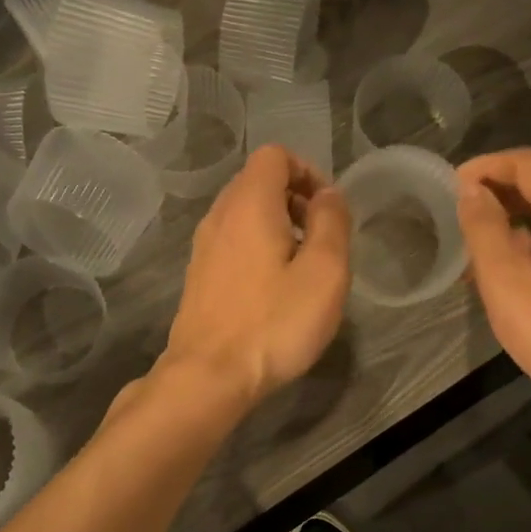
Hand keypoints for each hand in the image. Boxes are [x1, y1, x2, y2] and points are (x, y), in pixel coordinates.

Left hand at [160, 144, 350, 412]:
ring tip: (302, 268)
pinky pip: (232, 243)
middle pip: (257, 182)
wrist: (209, 376)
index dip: (308, 171)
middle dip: (295, 200)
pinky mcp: (198, 277)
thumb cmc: (274, 322)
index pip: (275, 155)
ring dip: (278, 227)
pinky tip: (273, 290)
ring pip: (244, 215)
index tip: (328, 210)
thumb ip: (332, 222)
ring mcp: (203, 247)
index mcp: (249, 203)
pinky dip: (257, 249)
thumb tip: (328, 194)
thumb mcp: (324, 271)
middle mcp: (219, 216)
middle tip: (321, 240)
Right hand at [456, 148, 530, 453]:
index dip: (487, 165)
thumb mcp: (507, 280)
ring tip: (475, 248)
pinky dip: (530, 243)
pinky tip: (509, 276)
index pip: (529, 162)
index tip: (452, 185)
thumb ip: (484, 228)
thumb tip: (470, 189)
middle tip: (458, 215)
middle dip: (498, 190)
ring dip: (511, 220)